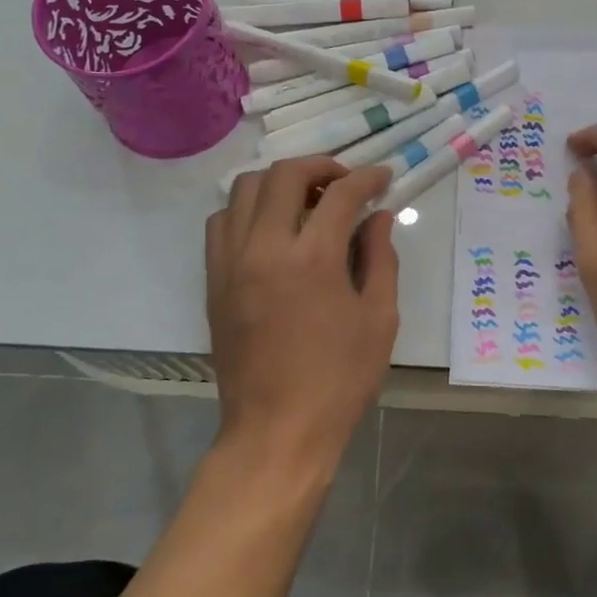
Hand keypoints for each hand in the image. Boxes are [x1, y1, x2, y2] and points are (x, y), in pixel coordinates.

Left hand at [205, 158, 399, 470]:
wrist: (276, 431)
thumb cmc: (339, 380)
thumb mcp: (379, 319)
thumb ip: (381, 258)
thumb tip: (378, 217)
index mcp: (313, 259)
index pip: (340, 193)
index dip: (367, 177)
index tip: (383, 178)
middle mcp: (265, 248)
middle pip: (284, 175)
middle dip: (320, 166)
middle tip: (344, 182)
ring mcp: (231, 262)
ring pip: (243, 189)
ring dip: (279, 182)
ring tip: (305, 200)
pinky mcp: (214, 280)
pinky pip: (221, 223)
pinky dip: (246, 210)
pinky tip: (270, 229)